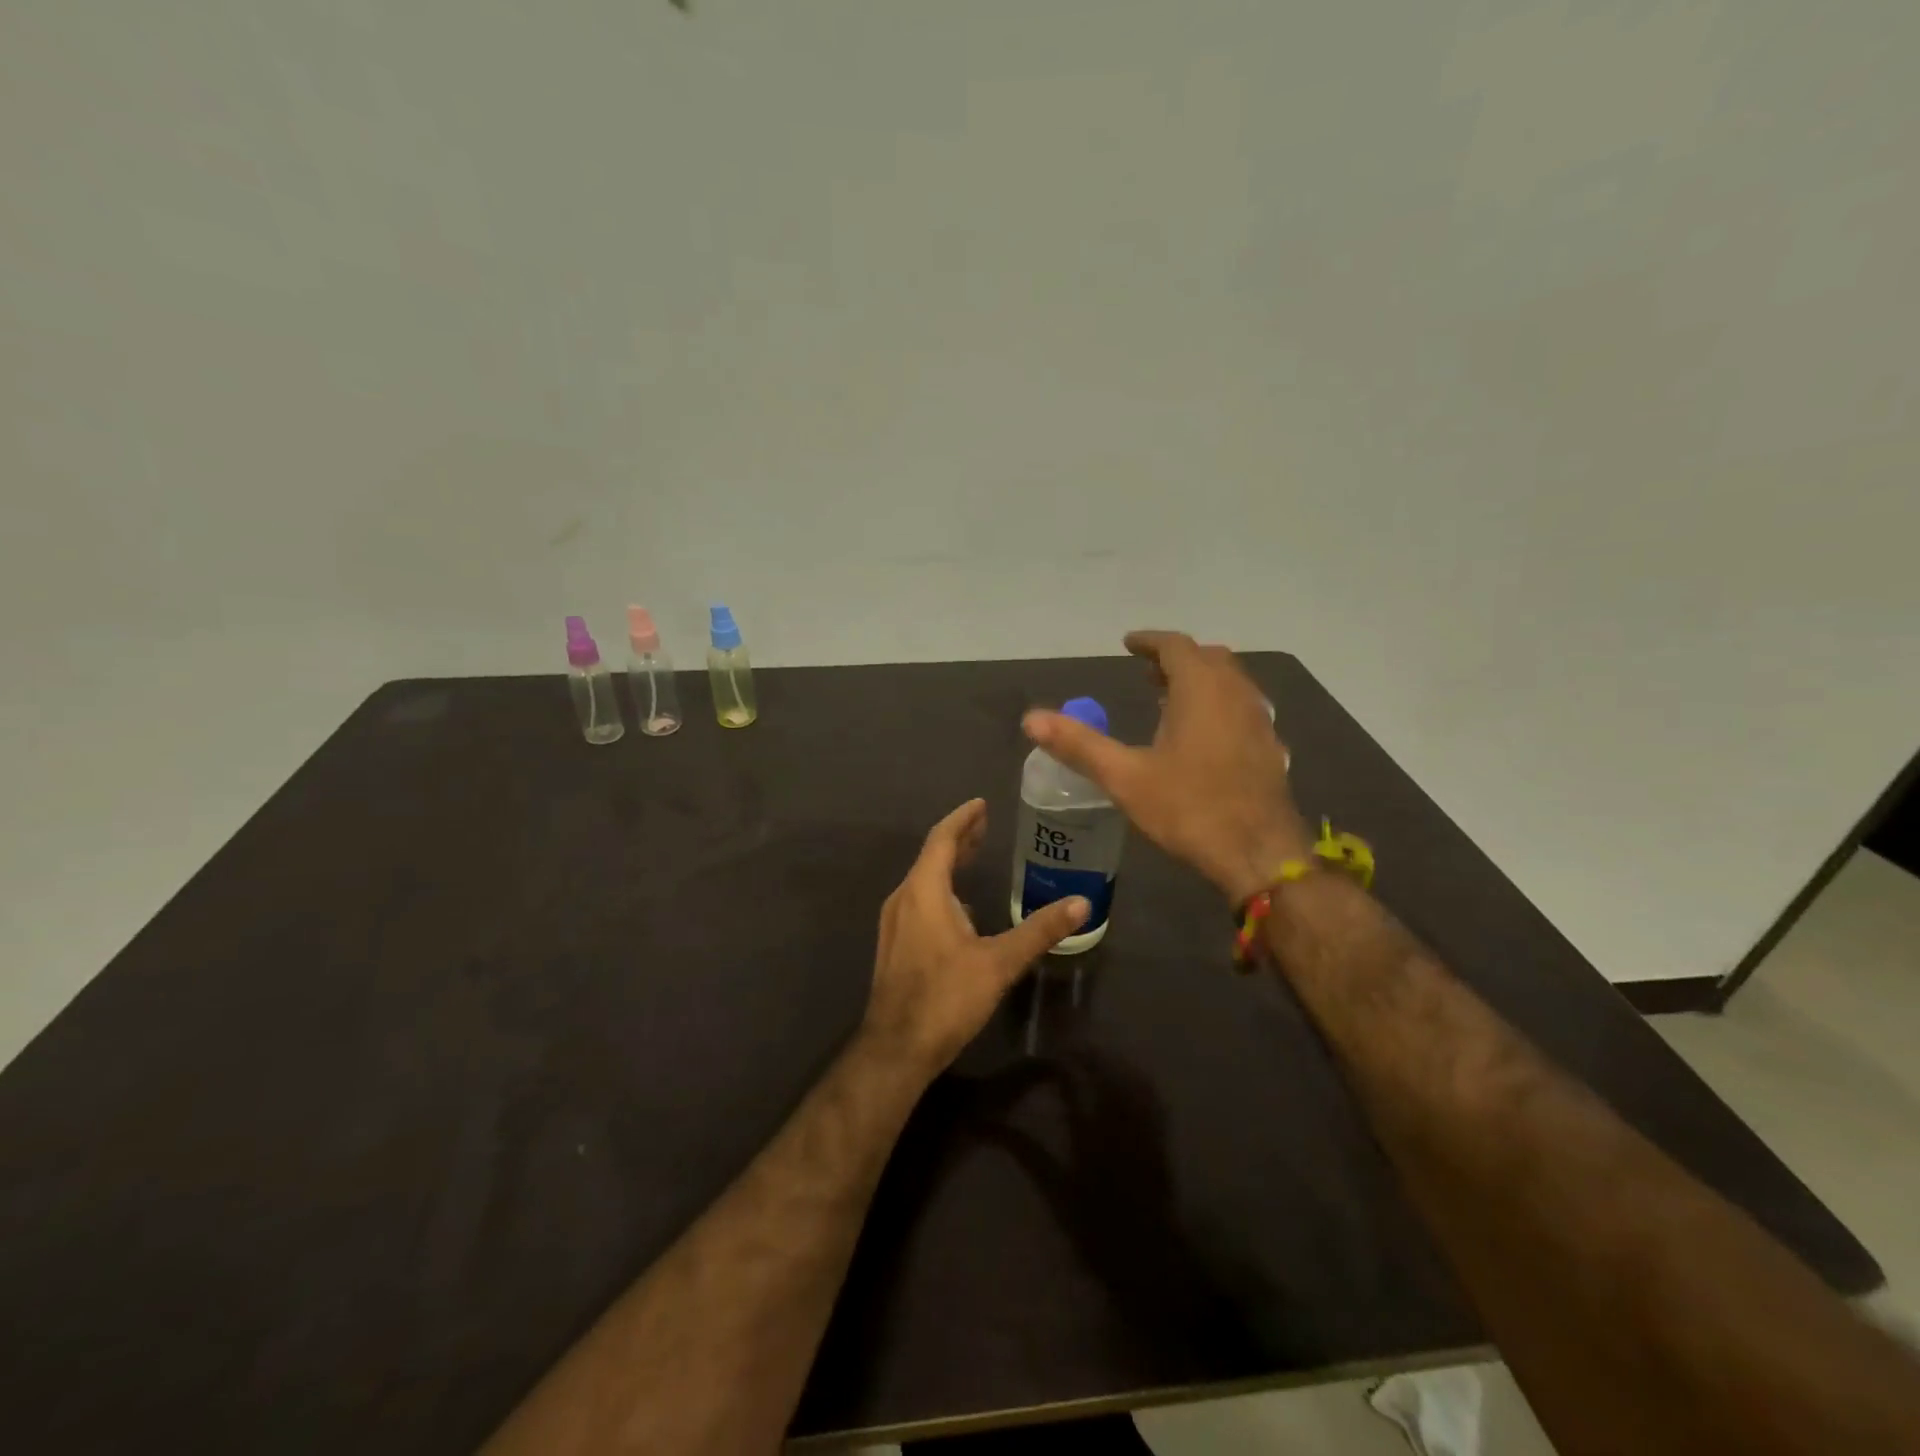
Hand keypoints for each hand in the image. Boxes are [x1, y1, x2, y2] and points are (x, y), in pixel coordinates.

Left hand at [862, 799, 1090, 1072]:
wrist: (896, 1048)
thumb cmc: (946, 997)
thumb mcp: (999, 962)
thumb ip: (1039, 930)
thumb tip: (1082, 903)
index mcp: (923, 891)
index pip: (942, 840)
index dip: (963, 819)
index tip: (982, 804)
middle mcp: (903, 899)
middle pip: (932, 857)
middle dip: (959, 839)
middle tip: (985, 825)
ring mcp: (894, 923)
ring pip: (923, 881)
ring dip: (949, 866)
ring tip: (976, 860)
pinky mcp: (895, 945)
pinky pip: (919, 902)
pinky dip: (941, 890)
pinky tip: (962, 910)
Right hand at [1023, 630, 1307, 904]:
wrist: (1259, 854)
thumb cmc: (1190, 809)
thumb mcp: (1125, 778)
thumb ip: (1079, 745)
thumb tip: (1030, 720)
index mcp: (1201, 690)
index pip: (1176, 646)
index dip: (1150, 642)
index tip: (1128, 644)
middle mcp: (1236, 694)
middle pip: (1208, 658)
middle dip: (1176, 659)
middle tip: (1147, 672)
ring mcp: (1259, 720)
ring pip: (1230, 682)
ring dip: (1200, 680)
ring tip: (1170, 699)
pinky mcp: (1271, 747)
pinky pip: (1242, 707)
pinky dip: (1219, 704)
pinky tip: (1203, 736)